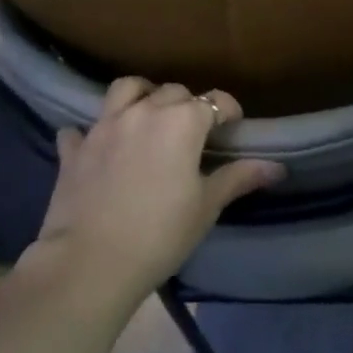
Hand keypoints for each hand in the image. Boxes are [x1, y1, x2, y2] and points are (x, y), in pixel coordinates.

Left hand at [32, 78, 284, 296]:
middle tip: (193, 133)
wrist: (90, 263)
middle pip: (173, 92)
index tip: (233, 128)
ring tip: (147, 117)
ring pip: (126, 89)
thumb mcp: (206, 207)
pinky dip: (91, 133)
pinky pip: (81, 129)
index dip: (228, 111)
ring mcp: (105, 125)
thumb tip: (277, 166)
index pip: (215, 101)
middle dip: (187, 105)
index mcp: (182, 121)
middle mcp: (144, 111)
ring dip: (141, 96)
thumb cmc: (160, 234)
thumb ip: (238, 178)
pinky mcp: (75, 148)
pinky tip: (96, 146)